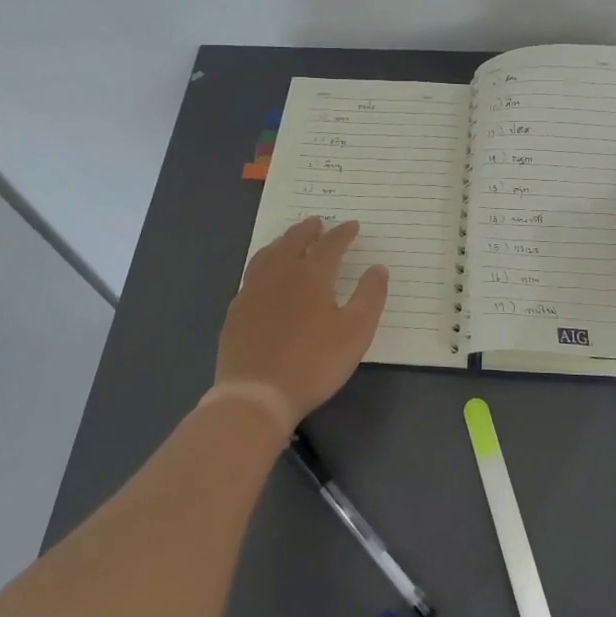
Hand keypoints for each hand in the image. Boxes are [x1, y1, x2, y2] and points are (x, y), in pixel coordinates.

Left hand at [217, 218, 388, 422]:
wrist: (256, 394)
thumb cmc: (313, 363)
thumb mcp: (356, 332)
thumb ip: (370, 296)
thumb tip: (378, 268)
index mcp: (312, 275)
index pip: (330, 245)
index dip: (343, 233)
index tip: (352, 226)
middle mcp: (281, 273)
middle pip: (294, 241)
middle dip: (309, 229)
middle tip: (318, 222)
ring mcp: (254, 290)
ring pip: (268, 254)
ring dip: (283, 241)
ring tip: (290, 239)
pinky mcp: (237, 310)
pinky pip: (252, 274)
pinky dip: (264, 263)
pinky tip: (266, 274)